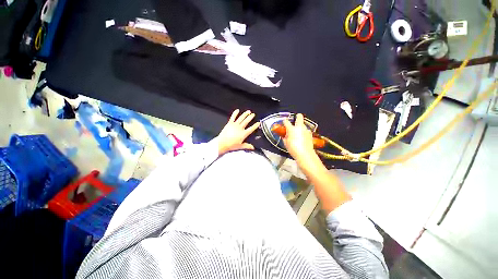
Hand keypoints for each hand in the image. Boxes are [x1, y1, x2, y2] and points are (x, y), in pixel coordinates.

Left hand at [216, 109, 259, 154]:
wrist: (222, 143)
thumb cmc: (230, 145)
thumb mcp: (240, 146)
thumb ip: (247, 146)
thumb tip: (252, 147)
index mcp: (243, 134)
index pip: (251, 129)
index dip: (255, 125)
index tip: (258, 123)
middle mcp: (240, 128)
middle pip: (246, 121)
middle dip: (250, 117)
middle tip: (253, 114)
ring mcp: (235, 125)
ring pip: (241, 118)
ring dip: (245, 114)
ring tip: (248, 111)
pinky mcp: (229, 123)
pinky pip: (233, 117)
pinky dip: (235, 113)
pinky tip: (237, 110)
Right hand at [282, 114, 318, 164]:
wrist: (305, 154)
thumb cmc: (293, 149)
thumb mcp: (286, 143)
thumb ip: (284, 137)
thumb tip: (284, 135)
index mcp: (291, 129)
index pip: (286, 121)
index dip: (284, 121)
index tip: (284, 122)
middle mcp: (299, 127)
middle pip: (299, 117)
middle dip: (297, 116)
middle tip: (295, 119)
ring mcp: (306, 130)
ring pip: (303, 125)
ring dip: (300, 127)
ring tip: (298, 133)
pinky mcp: (310, 134)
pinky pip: (306, 131)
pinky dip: (304, 132)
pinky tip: (302, 138)